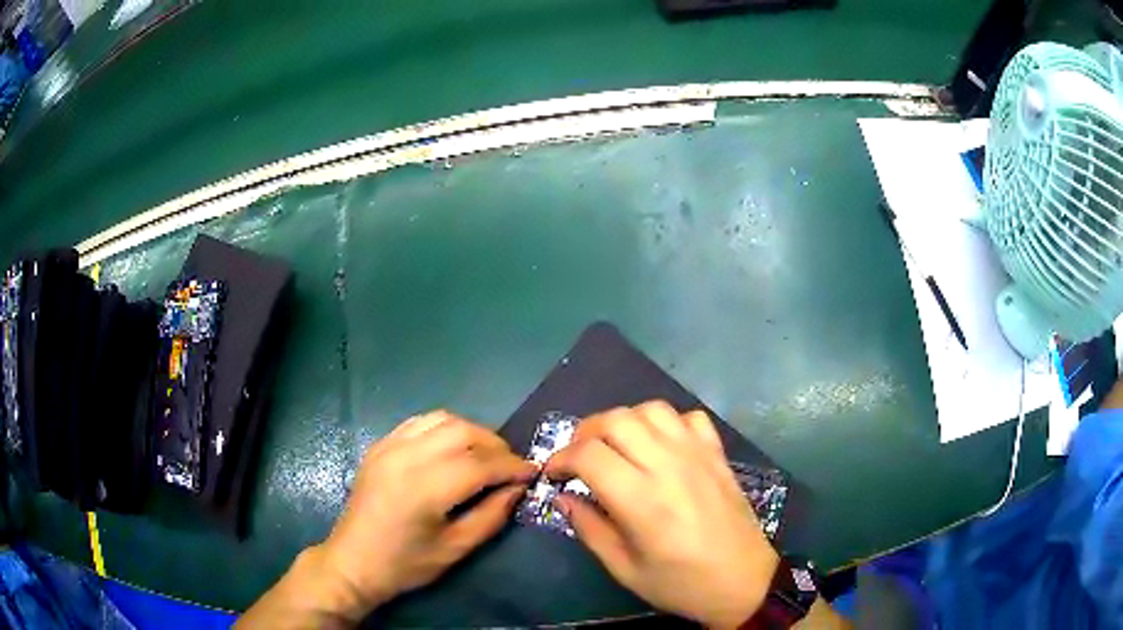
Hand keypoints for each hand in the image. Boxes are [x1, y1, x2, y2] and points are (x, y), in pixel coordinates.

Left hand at [312, 411, 536, 620]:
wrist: (353, 561)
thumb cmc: (405, 564)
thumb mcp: (455, 549)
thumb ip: (492, 515)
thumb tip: (518, 488)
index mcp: (424, 488)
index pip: (480, 463)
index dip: (512, 466)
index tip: (533, 472)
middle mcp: (405, 457)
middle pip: (463, 431)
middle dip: (496, 445)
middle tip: (511, 466)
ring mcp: (389, 446)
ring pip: (442, 419)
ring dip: (472, 432)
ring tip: (485, 455)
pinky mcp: (380, 445)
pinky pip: (420, 422)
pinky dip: (445, 428)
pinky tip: (453, 448)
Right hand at [545, 402, 778, 628]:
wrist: (743, 581)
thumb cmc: (680, 584)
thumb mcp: (624, 569)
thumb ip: (589, 529)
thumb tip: (564, 497)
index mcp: (642, 500)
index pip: (589, 454)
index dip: (561, 458)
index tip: (554, 474)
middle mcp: (669, 465)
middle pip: (616, 420)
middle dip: (585, 432)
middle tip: (579, 458)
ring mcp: (697, 454)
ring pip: (651, 409)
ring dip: (625, 421)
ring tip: (617, 447)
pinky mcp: (717, 454)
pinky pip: (689, 417)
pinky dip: (667, 423)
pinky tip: (661, 447)